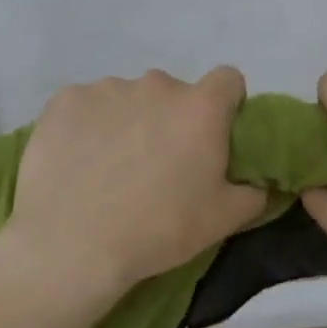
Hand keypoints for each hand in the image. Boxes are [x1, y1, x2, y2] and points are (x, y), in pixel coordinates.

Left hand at [4, 67, 266, 294]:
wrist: (70, 247)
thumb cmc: (158, 230)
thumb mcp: (224, 219)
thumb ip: (255, 191)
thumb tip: (261, 180)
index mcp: (201, 107)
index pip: (228, 80)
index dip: (225, 105)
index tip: (213, 137)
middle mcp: (157, 85)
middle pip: (174, 92)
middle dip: (171, 118)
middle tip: (158, 163)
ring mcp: (107, 88)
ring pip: (129, 98)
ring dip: (129, 121)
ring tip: (111, 167)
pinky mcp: (65, 100)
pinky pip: (86, 105)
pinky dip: (87, 125)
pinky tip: (77, 161)